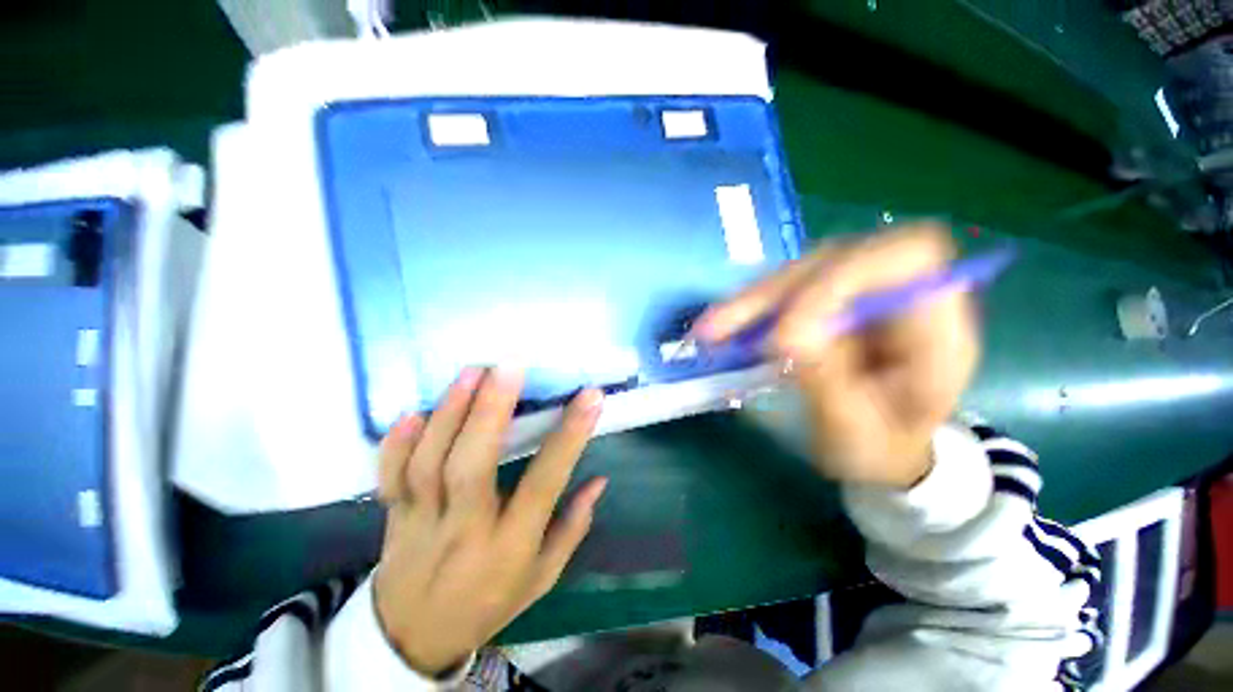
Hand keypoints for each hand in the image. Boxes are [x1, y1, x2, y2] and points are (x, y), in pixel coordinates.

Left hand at [373, 368, 606, 676]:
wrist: (415, 637)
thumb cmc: (491, 600)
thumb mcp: (543, 576)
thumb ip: (573, 526)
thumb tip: (599, 480)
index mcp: (510, 546)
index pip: (543, 484)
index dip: (569, 438)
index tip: (589, 397)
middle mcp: (464, 530)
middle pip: (471, 466)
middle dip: (491, 411)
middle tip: (510, 367)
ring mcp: (421, 522)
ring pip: (428, 463)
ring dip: (450, 413)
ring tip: (473, 371)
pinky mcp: (392, 516)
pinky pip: (388, 477)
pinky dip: (397, 443)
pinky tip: (412, 411)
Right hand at [695, 224, 979, 488]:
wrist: (882, 446)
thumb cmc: (881, 448)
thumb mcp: (861, 432)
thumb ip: (831, 382)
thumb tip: (787, 333)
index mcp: (935, 327)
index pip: (904, 259)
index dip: (842, 278)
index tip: (787, 331)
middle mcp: (897, 295)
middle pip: (837, 259)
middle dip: (776, 293)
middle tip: (723, 328)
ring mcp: (857, 294)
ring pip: (799, 272)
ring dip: (750, 300)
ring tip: (708, 330)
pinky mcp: (823, 302)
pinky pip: (780, 293)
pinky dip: (746, 309)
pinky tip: (715, 327)